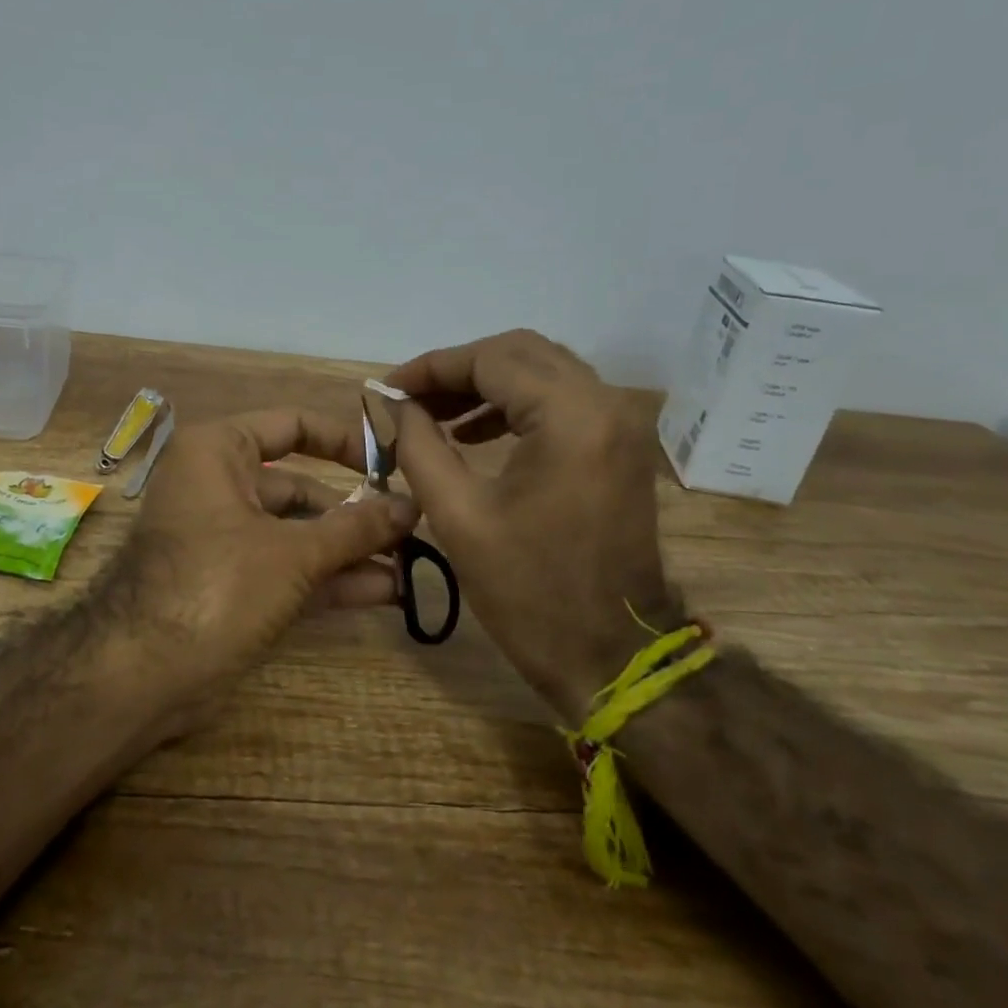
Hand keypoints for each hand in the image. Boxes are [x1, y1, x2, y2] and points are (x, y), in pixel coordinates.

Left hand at [103, 408, 419, 725]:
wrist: (141, 675)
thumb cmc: (215, 586)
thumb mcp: (293, 553)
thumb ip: (355, 528)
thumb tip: (411, 506)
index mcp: (219, 453)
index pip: (291, 425)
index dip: (344, 440)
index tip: (392, 460)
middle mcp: (219, 486)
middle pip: (300, 487)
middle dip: (356, 512)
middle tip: (412, 528)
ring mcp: (224, 539)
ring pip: (297, 534)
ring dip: (350, 551)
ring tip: (410, 563)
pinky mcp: (231, 585)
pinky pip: (287, 569)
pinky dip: (329, 579)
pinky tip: (384, 591)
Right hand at [383, 330, 677, 722]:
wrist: (611, 655)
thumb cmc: (528, 591)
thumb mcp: (457, 515)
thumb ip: (417, 446)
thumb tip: (391, 405)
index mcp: (571, 418)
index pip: (491, 359)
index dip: (431, 367)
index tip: (387, 388)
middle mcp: (606, 405)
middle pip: (520, 353)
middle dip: (458, 370)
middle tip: (409, 399)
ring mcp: (620, 425)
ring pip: (542, 372)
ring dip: (485, 385)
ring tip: (433, 416)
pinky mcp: (620, 447)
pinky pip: (561, 402)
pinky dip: (514, 406)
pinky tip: (474, 432)